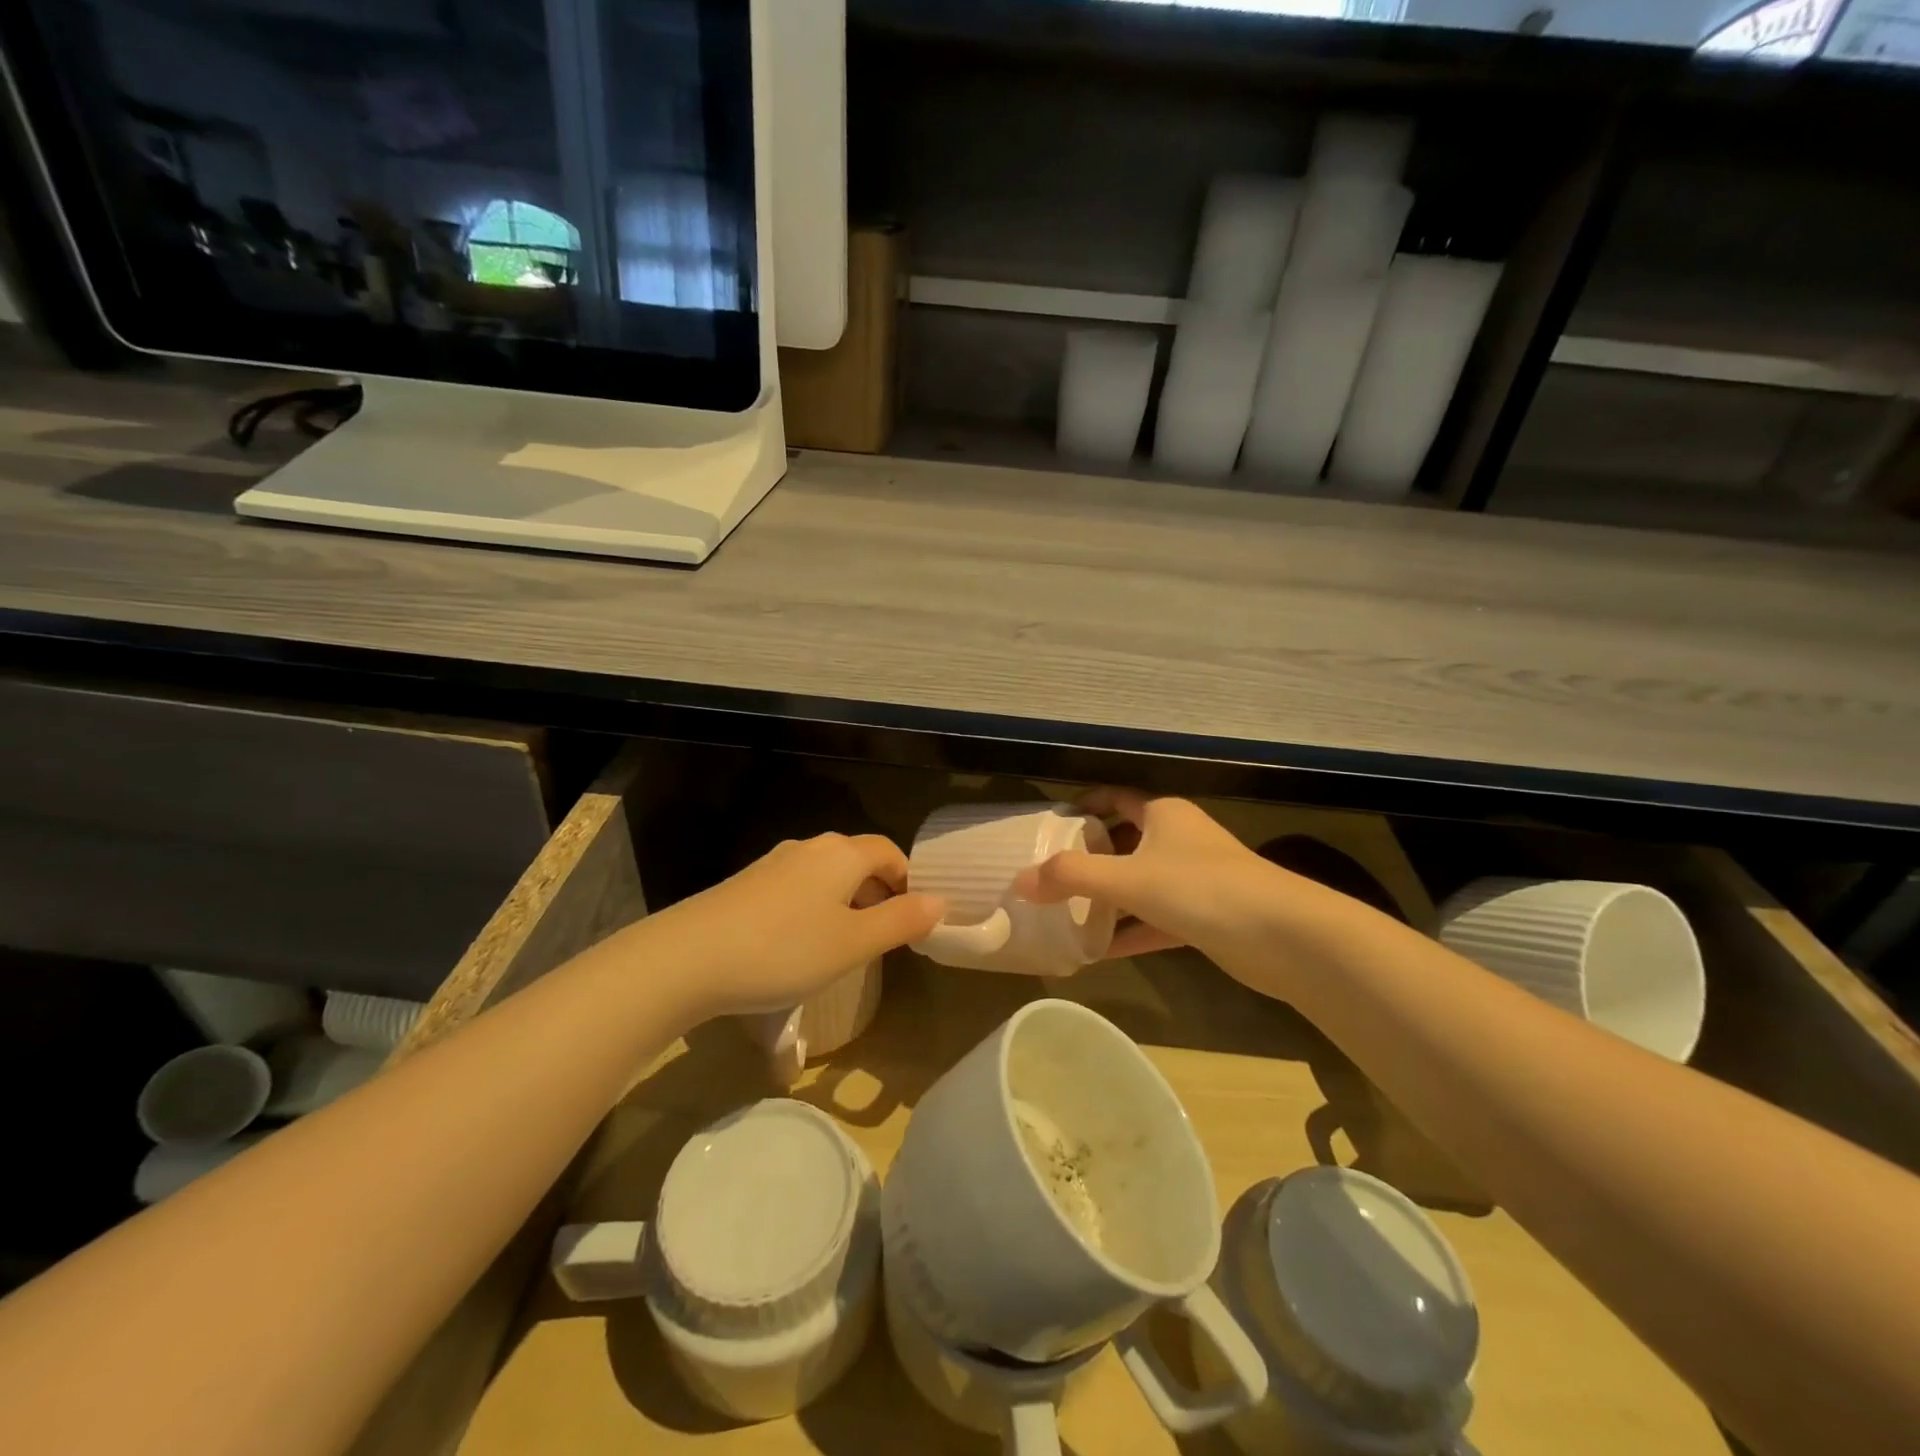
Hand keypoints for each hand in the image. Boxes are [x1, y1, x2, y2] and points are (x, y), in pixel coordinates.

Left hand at [653, 833, 944, 1017]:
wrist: (687, 957)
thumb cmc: (784, 950)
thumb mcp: (853, 944)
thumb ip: (901, 921)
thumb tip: (940, 901)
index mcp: (842, 854)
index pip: (890, 852)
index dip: (908, 881)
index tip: (913, 919)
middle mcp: (809, 848)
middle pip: (858, 860)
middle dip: (878, 892)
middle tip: (883, 936)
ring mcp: (773, 863)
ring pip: (825, 875)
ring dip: (845, 902)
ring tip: (844, 944)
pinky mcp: (746, 883)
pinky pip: (796, 887)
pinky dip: (812, 908)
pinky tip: (798, 944)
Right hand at [1014, 790, 1282, 963]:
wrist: (1284, 937)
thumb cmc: (1201, 888)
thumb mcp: (1128, 877)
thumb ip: (1071, 877)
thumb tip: (1019, 881)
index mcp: (1162, 814)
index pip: (1113, 798)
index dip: (1081, 806)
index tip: (1047, 826)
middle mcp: (1178, 839)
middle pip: (1122, 841)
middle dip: (1087, 857)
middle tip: (1046, 875)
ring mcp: (1193, 880)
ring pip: (1138, 883)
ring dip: (1105, 898)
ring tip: (1061, 913)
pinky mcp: (1203, 917)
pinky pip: (1153, 919)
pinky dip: (1127, 931)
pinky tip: (1095, 951)